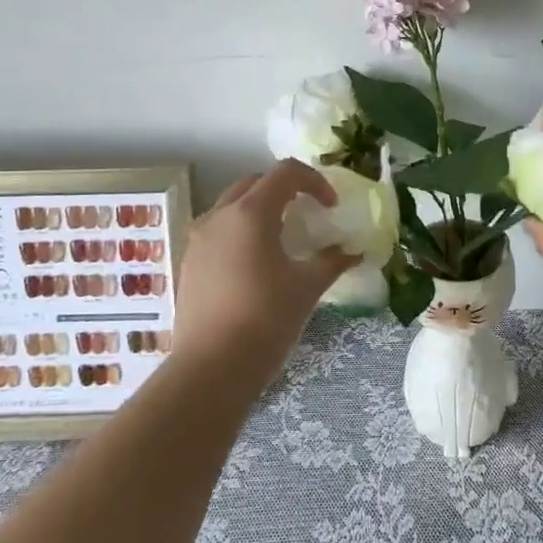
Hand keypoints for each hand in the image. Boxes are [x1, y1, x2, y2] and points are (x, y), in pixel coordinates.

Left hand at [172, 160, 356, 381]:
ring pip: (232, 205)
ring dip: (259, 209)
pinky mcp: (189, 262)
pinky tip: (254, 264)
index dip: (314, 181)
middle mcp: (219, 215)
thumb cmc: (265, 320)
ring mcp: (198, 238)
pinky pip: (217, 230)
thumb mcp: (307, 288)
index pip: (285, 173)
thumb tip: (354, 251)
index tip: (330, 207)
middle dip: (284, 190)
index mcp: (250, 213)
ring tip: (280, 238)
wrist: (211, 369)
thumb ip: (332, 261)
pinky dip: (240, 231)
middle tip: (306, 213)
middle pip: (255, 182)